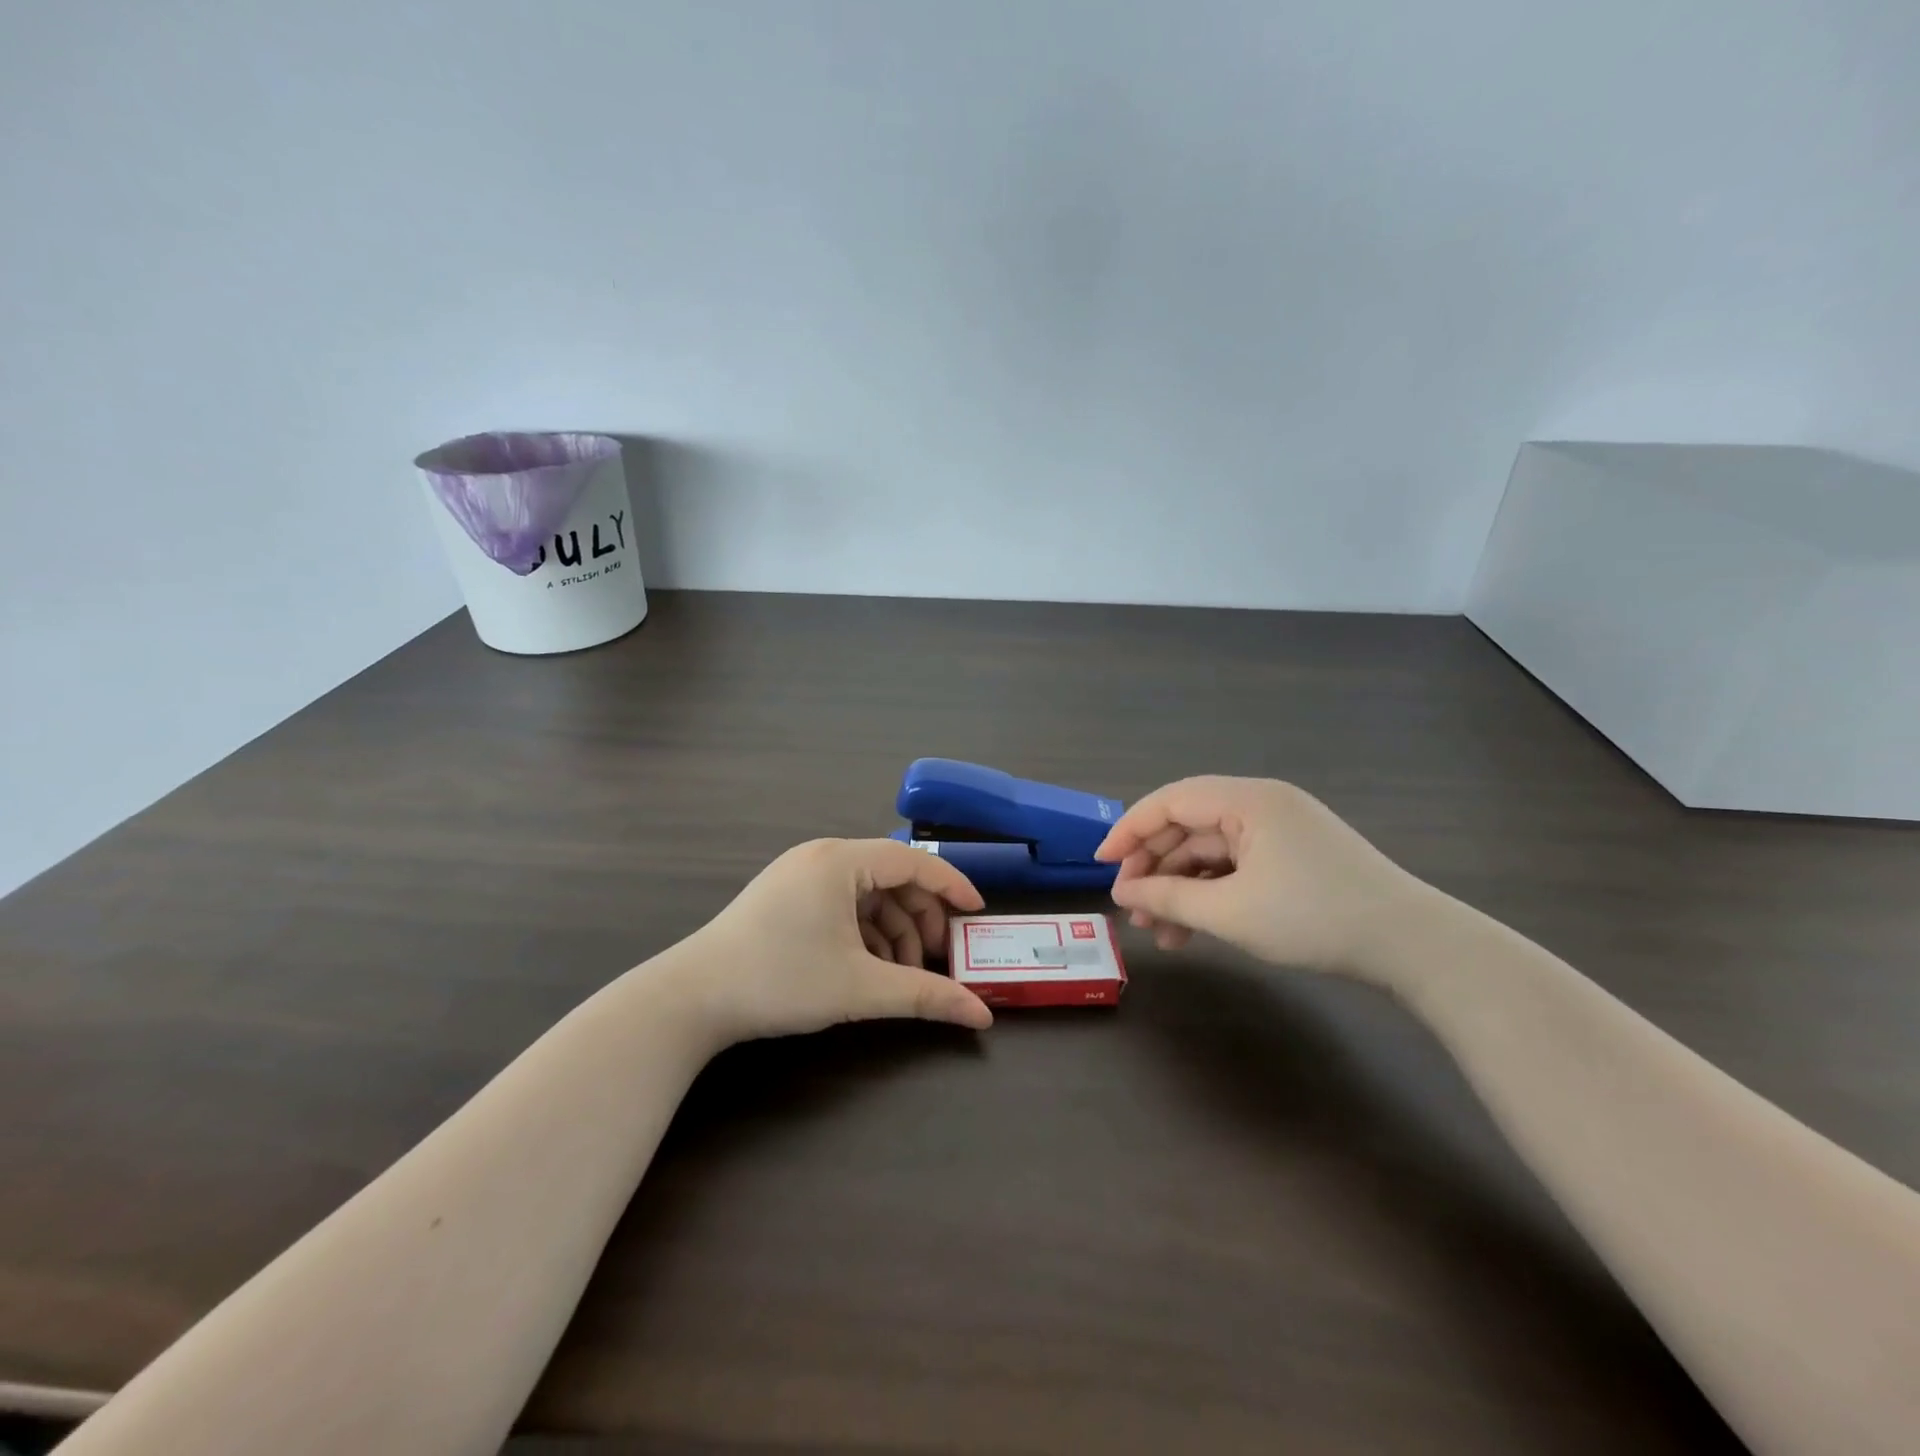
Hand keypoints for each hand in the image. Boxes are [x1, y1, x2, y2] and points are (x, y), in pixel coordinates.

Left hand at [680, 838, 992, 1043]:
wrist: (692, 999)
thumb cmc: (781, 980)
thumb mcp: (861, 988)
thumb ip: (925, 996)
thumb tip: (980, 1016)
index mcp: (841, 861)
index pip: (912, 860)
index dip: (950, 884)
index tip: (976, 913)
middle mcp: (822, 857)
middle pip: (891, 877)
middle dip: (919, 918)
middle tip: (935, 958)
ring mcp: (799, 874)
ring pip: (866, 895)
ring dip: (892, 931)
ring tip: (900, 975)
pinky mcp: (785, 896)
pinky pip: (841, 904)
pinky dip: (863, 932)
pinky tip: (867, 968)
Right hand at [1094, 776, 1419, 976]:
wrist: (1413, 945)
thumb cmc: (1314, 918)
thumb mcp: (1231, 912)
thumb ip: (1168, 898)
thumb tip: (1122, 893)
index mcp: (1246, 800)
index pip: (1170, 801)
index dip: (1129, 831)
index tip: (1101, 865)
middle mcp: (1261, 804)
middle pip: (1188, 826)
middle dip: (1155, 868)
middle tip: (1131, 908)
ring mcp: (1280, 830)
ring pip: (1211, 851)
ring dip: (1182, 888)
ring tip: (1160, 933)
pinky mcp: (1294, 856)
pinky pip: (1237, 866)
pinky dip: (1212, 893)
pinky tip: (1195, 930)